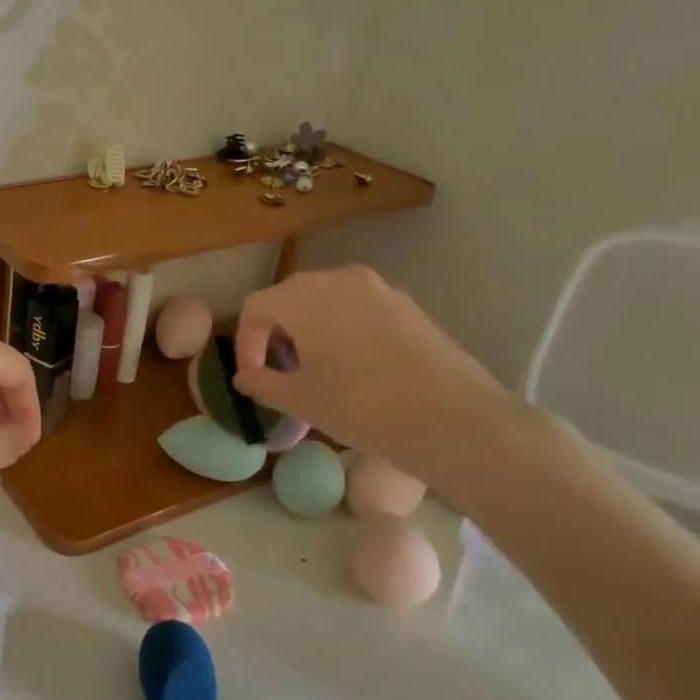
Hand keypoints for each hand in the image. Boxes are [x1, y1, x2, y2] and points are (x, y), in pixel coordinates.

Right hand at [232, 267, 522, 487]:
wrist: (454, 420)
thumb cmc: (362, 406)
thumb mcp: (301, 401)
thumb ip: (262, 383)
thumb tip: (245, 377)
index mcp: (303, 297)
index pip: (256, 308)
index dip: (245, 342)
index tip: (252, 376)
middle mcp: (337, 279)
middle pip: (290, 297)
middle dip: (276, 332)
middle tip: (280, 369)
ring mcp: (377, 288)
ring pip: (326, 300)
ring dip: (310, 328)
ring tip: (315, 367)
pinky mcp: (406, 304)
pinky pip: (358, 308)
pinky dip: (343, 328)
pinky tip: (354, 364)